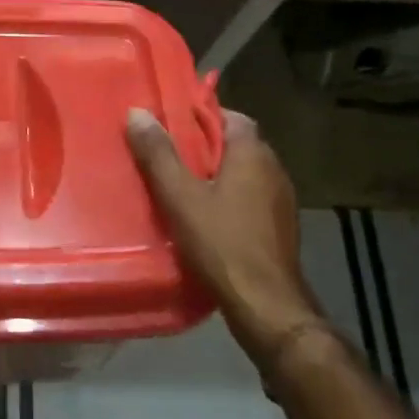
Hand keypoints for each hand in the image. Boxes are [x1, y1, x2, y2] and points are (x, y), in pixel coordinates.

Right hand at [127, 107, 320, 366]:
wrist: (267, 306)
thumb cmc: (222, 243)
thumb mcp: (180, 197)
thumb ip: (158, 154)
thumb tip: (138, 112)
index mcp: (252, 153)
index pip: (229, 116)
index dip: (200, 116)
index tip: (170, 123)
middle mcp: (273, 168)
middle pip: (235, 144)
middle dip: (203, 146)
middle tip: (167, 154)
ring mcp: (281, 200)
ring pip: (243, 173)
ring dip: (216, 174)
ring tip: (179, 185)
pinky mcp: (280, 227)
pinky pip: (250, 198)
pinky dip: (228, 198)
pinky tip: (204, 217)